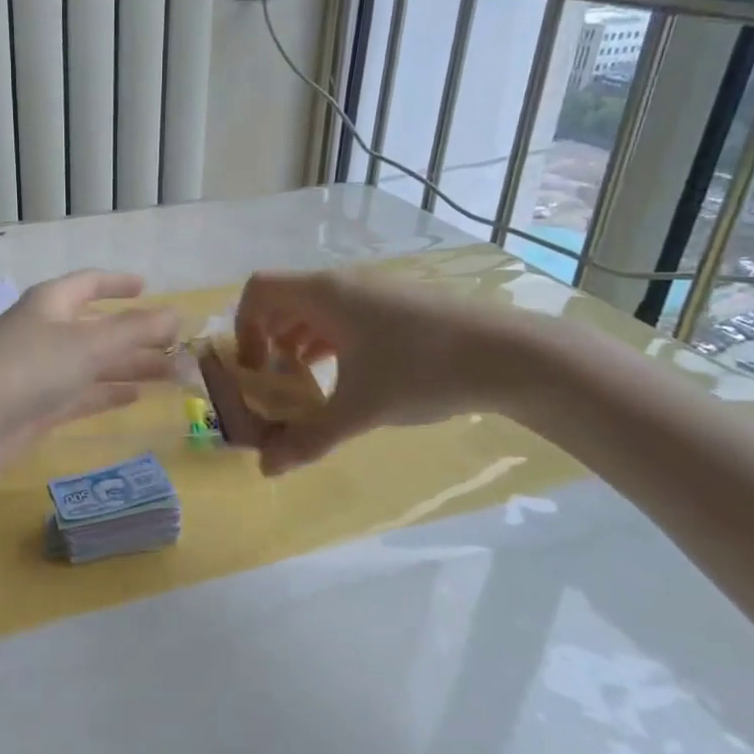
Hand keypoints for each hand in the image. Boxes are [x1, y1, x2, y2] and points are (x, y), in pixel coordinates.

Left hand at [0, 271, 180, 486]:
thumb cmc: (28, 367)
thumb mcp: (89, 343)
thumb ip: (136, 329)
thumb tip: (178, 314)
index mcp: (52, 303)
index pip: (90, 284)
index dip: (118, 284)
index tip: (147, 287)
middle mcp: (48, 332)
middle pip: (100, 328)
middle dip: (138, 335)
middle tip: (180, 346)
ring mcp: (43, 372)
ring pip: (96, 364)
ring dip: (132, 366)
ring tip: (174, 374)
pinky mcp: (41, 407)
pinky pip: (84, 395)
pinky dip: (109, 393)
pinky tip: (136, 396)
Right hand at [233, 268, 536, 475]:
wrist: (509, 355)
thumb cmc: (422, 370)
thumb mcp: (359, 409)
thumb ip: (308, 439)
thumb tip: (266, 470)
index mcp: (324, 294)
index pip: (258, 289)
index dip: (243, 326)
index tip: (254, 368)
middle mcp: (343, 284)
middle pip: (284, 300)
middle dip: (268, 340)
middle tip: (275, 382)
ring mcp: (374, 293)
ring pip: (315, 310)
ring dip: (298, 343)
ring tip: (307, 385)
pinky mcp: (397, 307)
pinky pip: (344, 317)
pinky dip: (329, 343)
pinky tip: (345, 377)